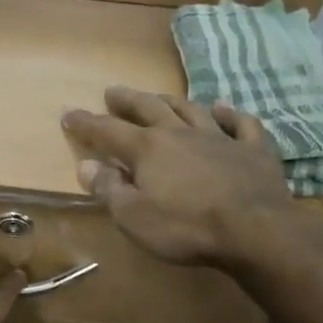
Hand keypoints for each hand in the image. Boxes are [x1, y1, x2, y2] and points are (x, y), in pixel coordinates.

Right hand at [62, 87, 293, 266]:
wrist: (254, 230)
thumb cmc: (186, 227)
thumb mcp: (133, 217)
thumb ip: (109, 188)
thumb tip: (86, 165)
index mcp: (148, 149)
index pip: (108, 131)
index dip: (86, 123)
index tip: (68, 113)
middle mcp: (180, 133)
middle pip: (150, 109)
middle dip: (127, 101)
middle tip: (113, 92)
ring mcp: (220, 137)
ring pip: (191, 109)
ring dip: (172, 102)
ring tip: (160, 97)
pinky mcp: (253, 149)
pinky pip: (241, 123)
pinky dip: (230, 114)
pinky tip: (223, 109)